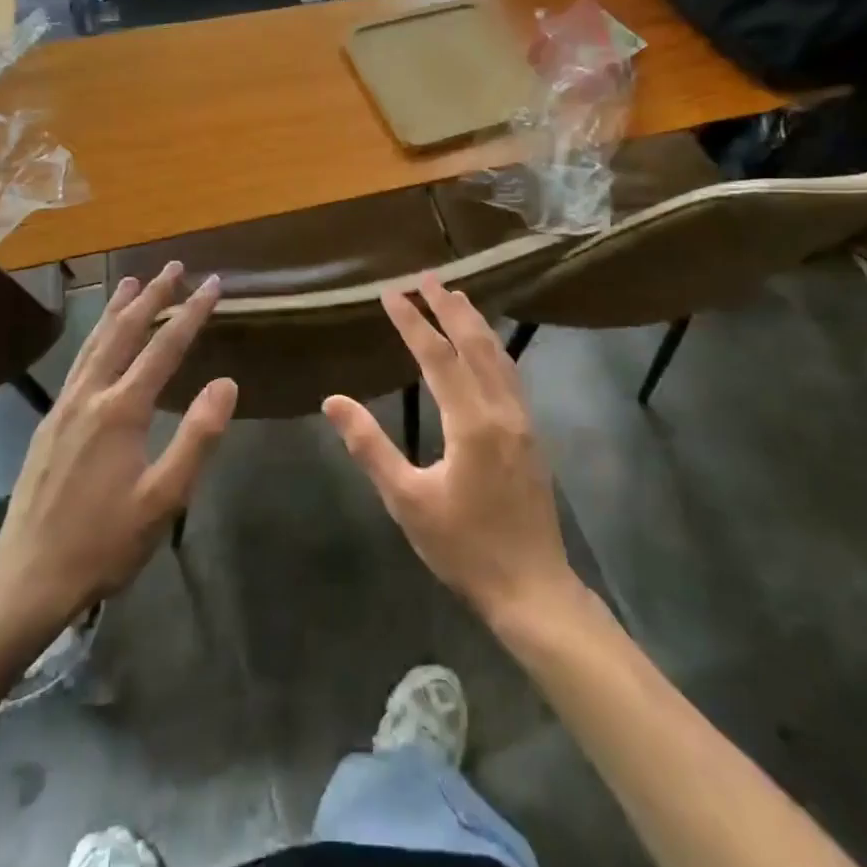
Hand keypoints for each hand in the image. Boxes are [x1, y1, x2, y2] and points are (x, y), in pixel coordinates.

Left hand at [0, 263, 236, 640]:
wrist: (28, 576)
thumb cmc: (105, 541)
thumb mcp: (164, 498)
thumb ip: (197, 437)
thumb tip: (226, 383)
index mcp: (122, 410)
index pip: (165, 347)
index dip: (192, 312)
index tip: (213, 283)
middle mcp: (90, 395)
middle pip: (125, 331)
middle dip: (152, 296)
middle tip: (173, 266)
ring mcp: (64, 406)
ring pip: (95, 342)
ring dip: (117, 309)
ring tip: (132, 283)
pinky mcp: (49, 421)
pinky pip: (79, 362)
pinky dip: (95, 336)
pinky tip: (98, 339)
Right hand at [323, 273, 578, 626]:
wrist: (532, 588)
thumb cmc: (463, 547)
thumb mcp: (407, 501)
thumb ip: (370, 446)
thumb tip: (334, 400)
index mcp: (471, 423)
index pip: (437, 357)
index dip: (412, 322)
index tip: (391, 293)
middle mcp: (502, 410)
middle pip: (474, 344)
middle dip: (448, 307)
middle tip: (426, 277)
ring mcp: (522, 420)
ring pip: (497, 356)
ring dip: (474, 322)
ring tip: (455, 295)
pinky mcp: (531, 433)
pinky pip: (509, 373)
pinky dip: (492, 347)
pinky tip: (485, 346)